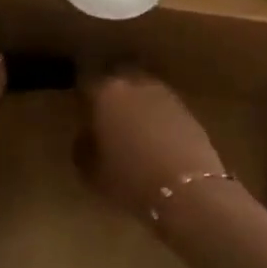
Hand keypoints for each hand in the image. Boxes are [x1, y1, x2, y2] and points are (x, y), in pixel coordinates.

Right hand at [77, 69, 225, 221]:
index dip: (82, 97)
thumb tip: (87, 136)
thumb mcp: (91, 172)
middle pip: (117, 79)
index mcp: (105, 93)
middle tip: (105, 114)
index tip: (80, 110)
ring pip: (141, 89)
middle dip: (110, 93)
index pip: (86, 84)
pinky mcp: (185, 106)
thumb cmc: (130, 179)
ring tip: (132, 125)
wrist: (186, 188)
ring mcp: (163, 92)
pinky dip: (155, 114)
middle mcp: (133, 83)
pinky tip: (155, 135)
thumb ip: (83, 147)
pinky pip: (161, 104)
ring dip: (135, 102)